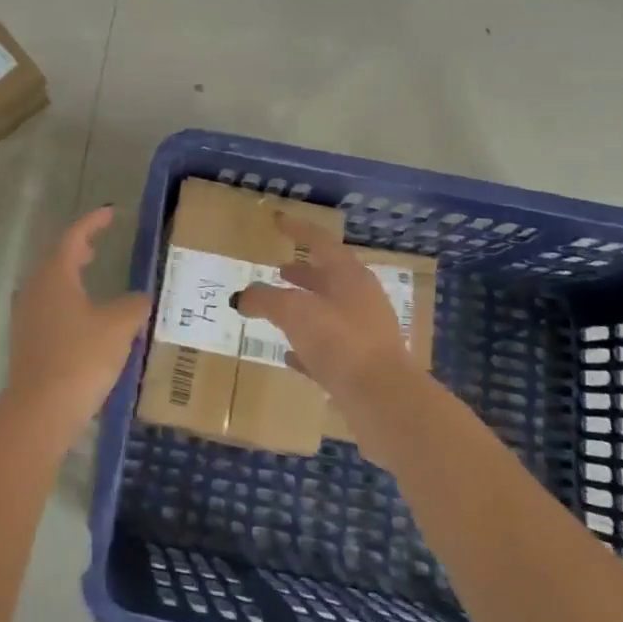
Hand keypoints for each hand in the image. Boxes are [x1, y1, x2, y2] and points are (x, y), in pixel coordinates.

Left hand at [5, 206, 150, 436]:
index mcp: (55, 275)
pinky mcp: (27, 340)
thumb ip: (134, 305)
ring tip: (91, 272)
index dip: (92, 222)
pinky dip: (67, 298)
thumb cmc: (81, 357)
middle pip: (57, 258)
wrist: (41, 409)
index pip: (73, 237)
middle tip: (99, 241)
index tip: (110, 213)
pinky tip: (84, 314)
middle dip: (78, 246)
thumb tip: (141, 298)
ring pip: (50, 282)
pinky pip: (48, 305)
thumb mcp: (119, 326)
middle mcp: (35, 288)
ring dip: (71, 273)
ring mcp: (26, 315)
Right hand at [235, 211, 430, 435]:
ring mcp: (364, 333)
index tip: (278, 220)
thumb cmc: (339, 341)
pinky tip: (288, 355)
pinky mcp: (361, 366)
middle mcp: (360, 299)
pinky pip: (328, 349)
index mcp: (349, 276)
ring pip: (328, 312)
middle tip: (278, 269)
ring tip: (277, 310)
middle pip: (328, 277)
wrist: (383, 400)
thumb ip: (263, 298)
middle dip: (302, 272)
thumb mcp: (292, 311)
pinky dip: (307, 346)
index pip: (320, 241)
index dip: (297, 229)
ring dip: (304, 308)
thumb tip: (239, 297)